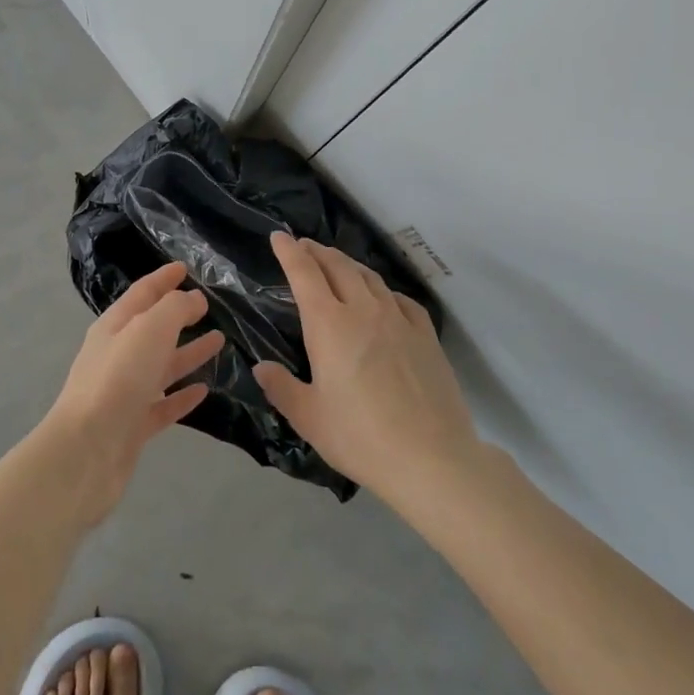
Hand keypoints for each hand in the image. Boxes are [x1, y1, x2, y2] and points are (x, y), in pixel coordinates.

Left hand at [39, 261, 224, 524]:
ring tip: (219, 342)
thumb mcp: (149, 329)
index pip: (142, 293)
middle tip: (208, 306)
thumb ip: (175, 308)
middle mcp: (117, 355)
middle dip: (179, 315)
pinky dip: (182, 396)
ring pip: (161, 366)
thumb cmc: (118, 379)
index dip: (163, 278)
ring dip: (188, 352)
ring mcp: (124, 392)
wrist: (86, 453)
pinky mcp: (132, 427)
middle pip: (152, 329)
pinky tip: (204, 390)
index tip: (185, 268)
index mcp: (115, 326)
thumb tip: (193, 299)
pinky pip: (163, 404)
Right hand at [253, 234, 480, 507]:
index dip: (289, 251)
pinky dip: (382, 290)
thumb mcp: (310, 419)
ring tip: (337, 265)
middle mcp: (363, 310)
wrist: (432, 458)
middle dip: (317, 251)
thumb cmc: (361, 437)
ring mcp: (399, 319)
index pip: (304, 273)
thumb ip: (282, 388)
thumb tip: (261, 367)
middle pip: (338, 266)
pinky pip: (400, 299)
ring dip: (348, 264)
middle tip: (304, 247)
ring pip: (369, 277)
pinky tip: (383, 299)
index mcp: (329, 324)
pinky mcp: (426, 334)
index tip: (278, 236)